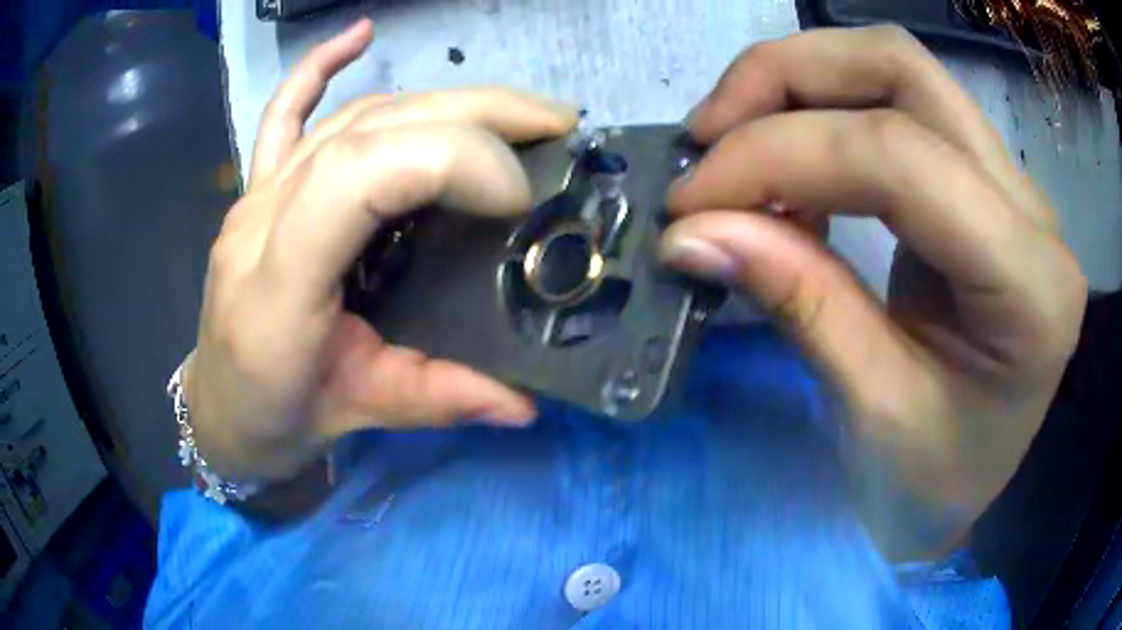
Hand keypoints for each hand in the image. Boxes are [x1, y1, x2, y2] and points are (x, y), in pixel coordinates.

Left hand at [184, 20, 577, 480]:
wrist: (217, 408)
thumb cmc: (273, 418)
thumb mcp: (355, 416)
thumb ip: (436, 398)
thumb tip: (526, 401)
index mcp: (280, 281)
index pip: (364, 173)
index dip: (453, 161)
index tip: (520, 196)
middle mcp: (264, 216)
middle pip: (370, 127)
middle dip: (475, 113)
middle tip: (554, 124)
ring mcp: (258, 192)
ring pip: (352, 115)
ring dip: (441, 99)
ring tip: (511, 112)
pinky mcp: (258, 186)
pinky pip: (284, 112)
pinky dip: (319, 66)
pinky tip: (359, 34)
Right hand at [661, 26, 1085, 556]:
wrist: (980, 488)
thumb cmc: (936, 483)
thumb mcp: (873, 415)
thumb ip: (800, 304)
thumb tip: (693, 230)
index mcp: (1028, 286)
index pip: (898, 157)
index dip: (778, 156)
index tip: (690, 200)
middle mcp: (1030, 207)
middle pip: (899, 68)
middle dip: (783, 77)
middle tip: (707, 133)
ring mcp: (1010, 183)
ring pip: (895, 68)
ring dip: (799, 81)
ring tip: (735, 140)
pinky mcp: (982, 182)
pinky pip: (898, 105)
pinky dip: (824, 112)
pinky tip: (790, 169)